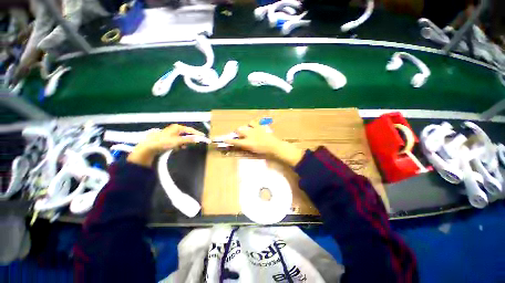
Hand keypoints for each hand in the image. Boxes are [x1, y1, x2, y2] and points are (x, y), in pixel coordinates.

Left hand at [127, 124, 204, 166]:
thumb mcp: (178, 141)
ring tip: (183, 147)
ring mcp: (171, 134)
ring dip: (184, 142)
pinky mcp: (169, 138)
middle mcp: (175, 129)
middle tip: (194, 143)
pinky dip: (179, 144)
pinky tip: (178, 148)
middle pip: (187, 134)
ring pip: (182, 138)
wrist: (150, 146)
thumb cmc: (164, 142)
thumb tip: (198, 139)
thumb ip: (189, 140)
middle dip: (190, 139)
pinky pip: (178, 141)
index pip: (191, 130)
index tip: (203, 136)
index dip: (197, 133)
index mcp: (178, 128)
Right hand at [225, 120, 304, 166]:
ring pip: (245, 125)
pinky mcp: (260, 126)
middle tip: (239, 134)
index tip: (224, 139)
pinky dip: (252, 124)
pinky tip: (253, 127)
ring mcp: (255, 130)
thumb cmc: (264, 152)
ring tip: (247, 130)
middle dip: (237, 132)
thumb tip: (242, 144)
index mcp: (248, 143)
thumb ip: (246, 147)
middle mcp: (250, 135)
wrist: (275, 146)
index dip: (229, 140)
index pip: (235, 141)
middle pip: (239, 130)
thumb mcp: (254, 151)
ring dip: (245, 128)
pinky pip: (253, 122)